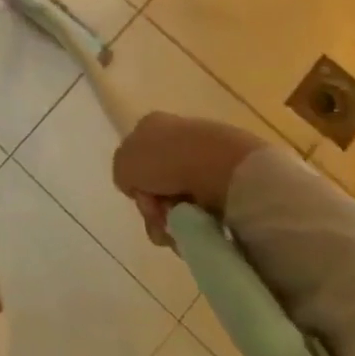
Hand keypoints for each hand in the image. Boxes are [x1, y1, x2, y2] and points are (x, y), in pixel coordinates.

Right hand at [111, 112, 267, 244]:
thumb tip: (140, 188)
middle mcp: (178, 137)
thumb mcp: (124, 164)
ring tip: (183, 230)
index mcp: (151, 125)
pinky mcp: (231, 180)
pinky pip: (207, 209)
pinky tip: (203, 227)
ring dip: (175, 220)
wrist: (225, 168)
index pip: (135, 159)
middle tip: (161, 219)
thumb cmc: (168, 161)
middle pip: (157, 183)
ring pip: (181, 200)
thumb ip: (123, 174)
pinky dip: (201, 223)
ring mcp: (207, 158)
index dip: (135, 183)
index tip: (142, 198)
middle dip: (155, 207)